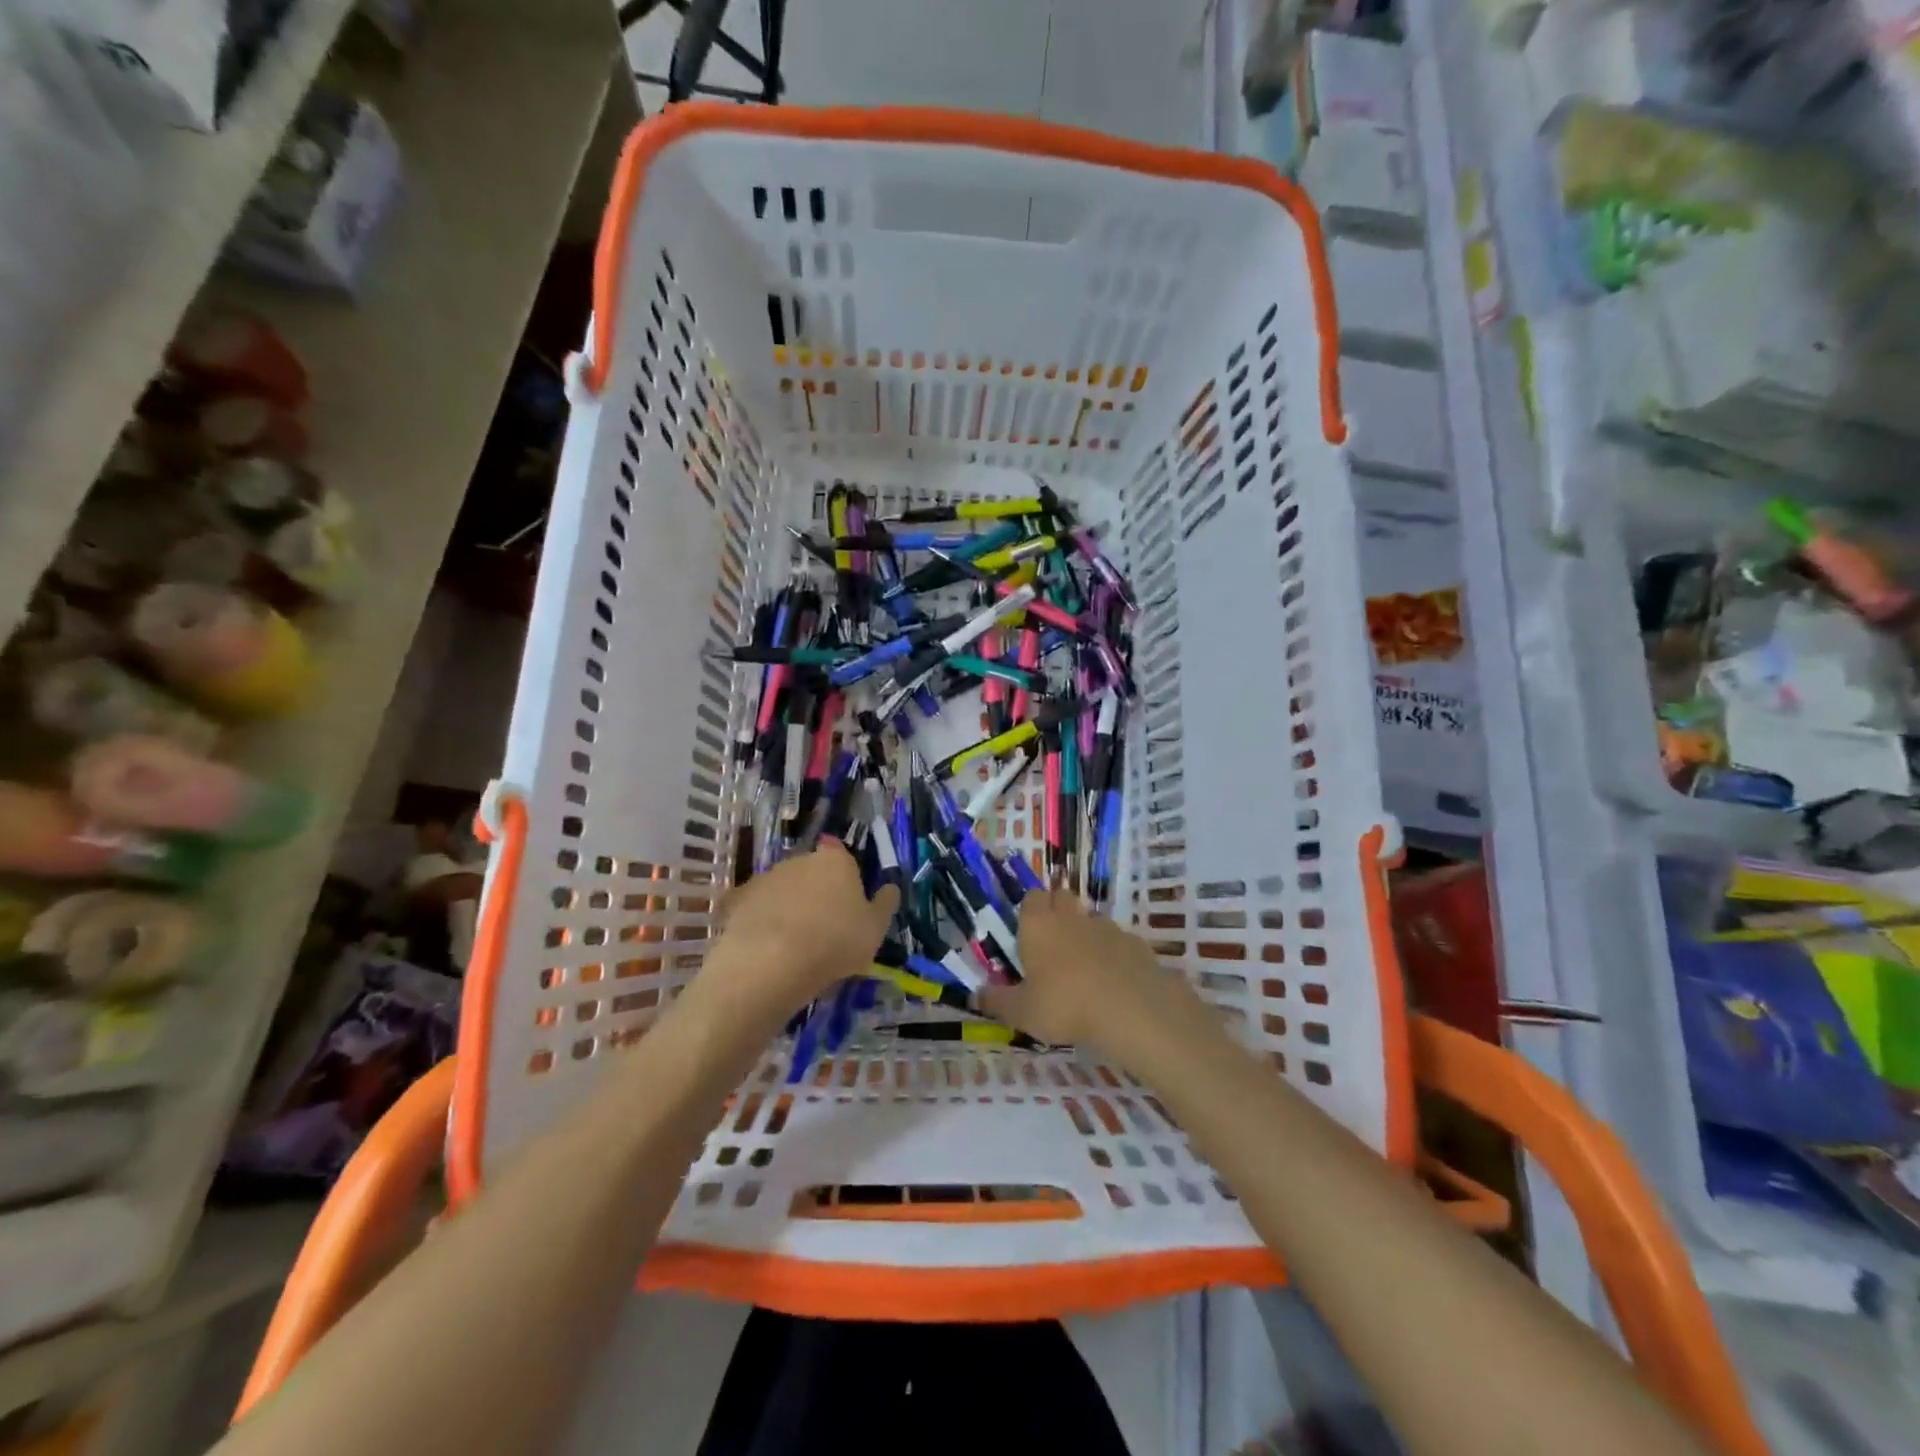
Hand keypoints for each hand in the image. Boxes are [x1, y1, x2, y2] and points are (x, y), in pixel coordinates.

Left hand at [705, 840, 899, 1017]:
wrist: (771, 962)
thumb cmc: (835, 942)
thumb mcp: (875, 929)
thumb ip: (885, 904)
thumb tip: (891, 887)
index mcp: (836, 861)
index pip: (841, 855)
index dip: (844, 877)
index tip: (847, 902)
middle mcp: (799, 860)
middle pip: (811, 871)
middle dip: (816, 891)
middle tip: (823, 927)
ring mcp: (765, 878)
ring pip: (782, 888)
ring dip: (787, 906)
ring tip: (792, 943)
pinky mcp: (738, 900)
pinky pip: (753, 908)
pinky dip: (758, 921)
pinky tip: (763, 945)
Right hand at [981, 891, 1215, 1068]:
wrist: (1130, 1008)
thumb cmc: (1064, 1004)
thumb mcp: (1022, 1011)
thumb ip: (997, 1001)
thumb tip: (974, 995)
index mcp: (1038, 925)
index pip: (1031, 898)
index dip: (1030, 911)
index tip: (1028, 933)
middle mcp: (1071, 917)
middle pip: (1062, 898)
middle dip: (1057, 912)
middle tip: (1052, 945)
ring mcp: (1106, 927)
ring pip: (1091, 918)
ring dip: (1086, 933)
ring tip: (1083, 966)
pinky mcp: (1134, 942)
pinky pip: (1118, 940)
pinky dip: (1113, 953)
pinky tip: (1113, 980)